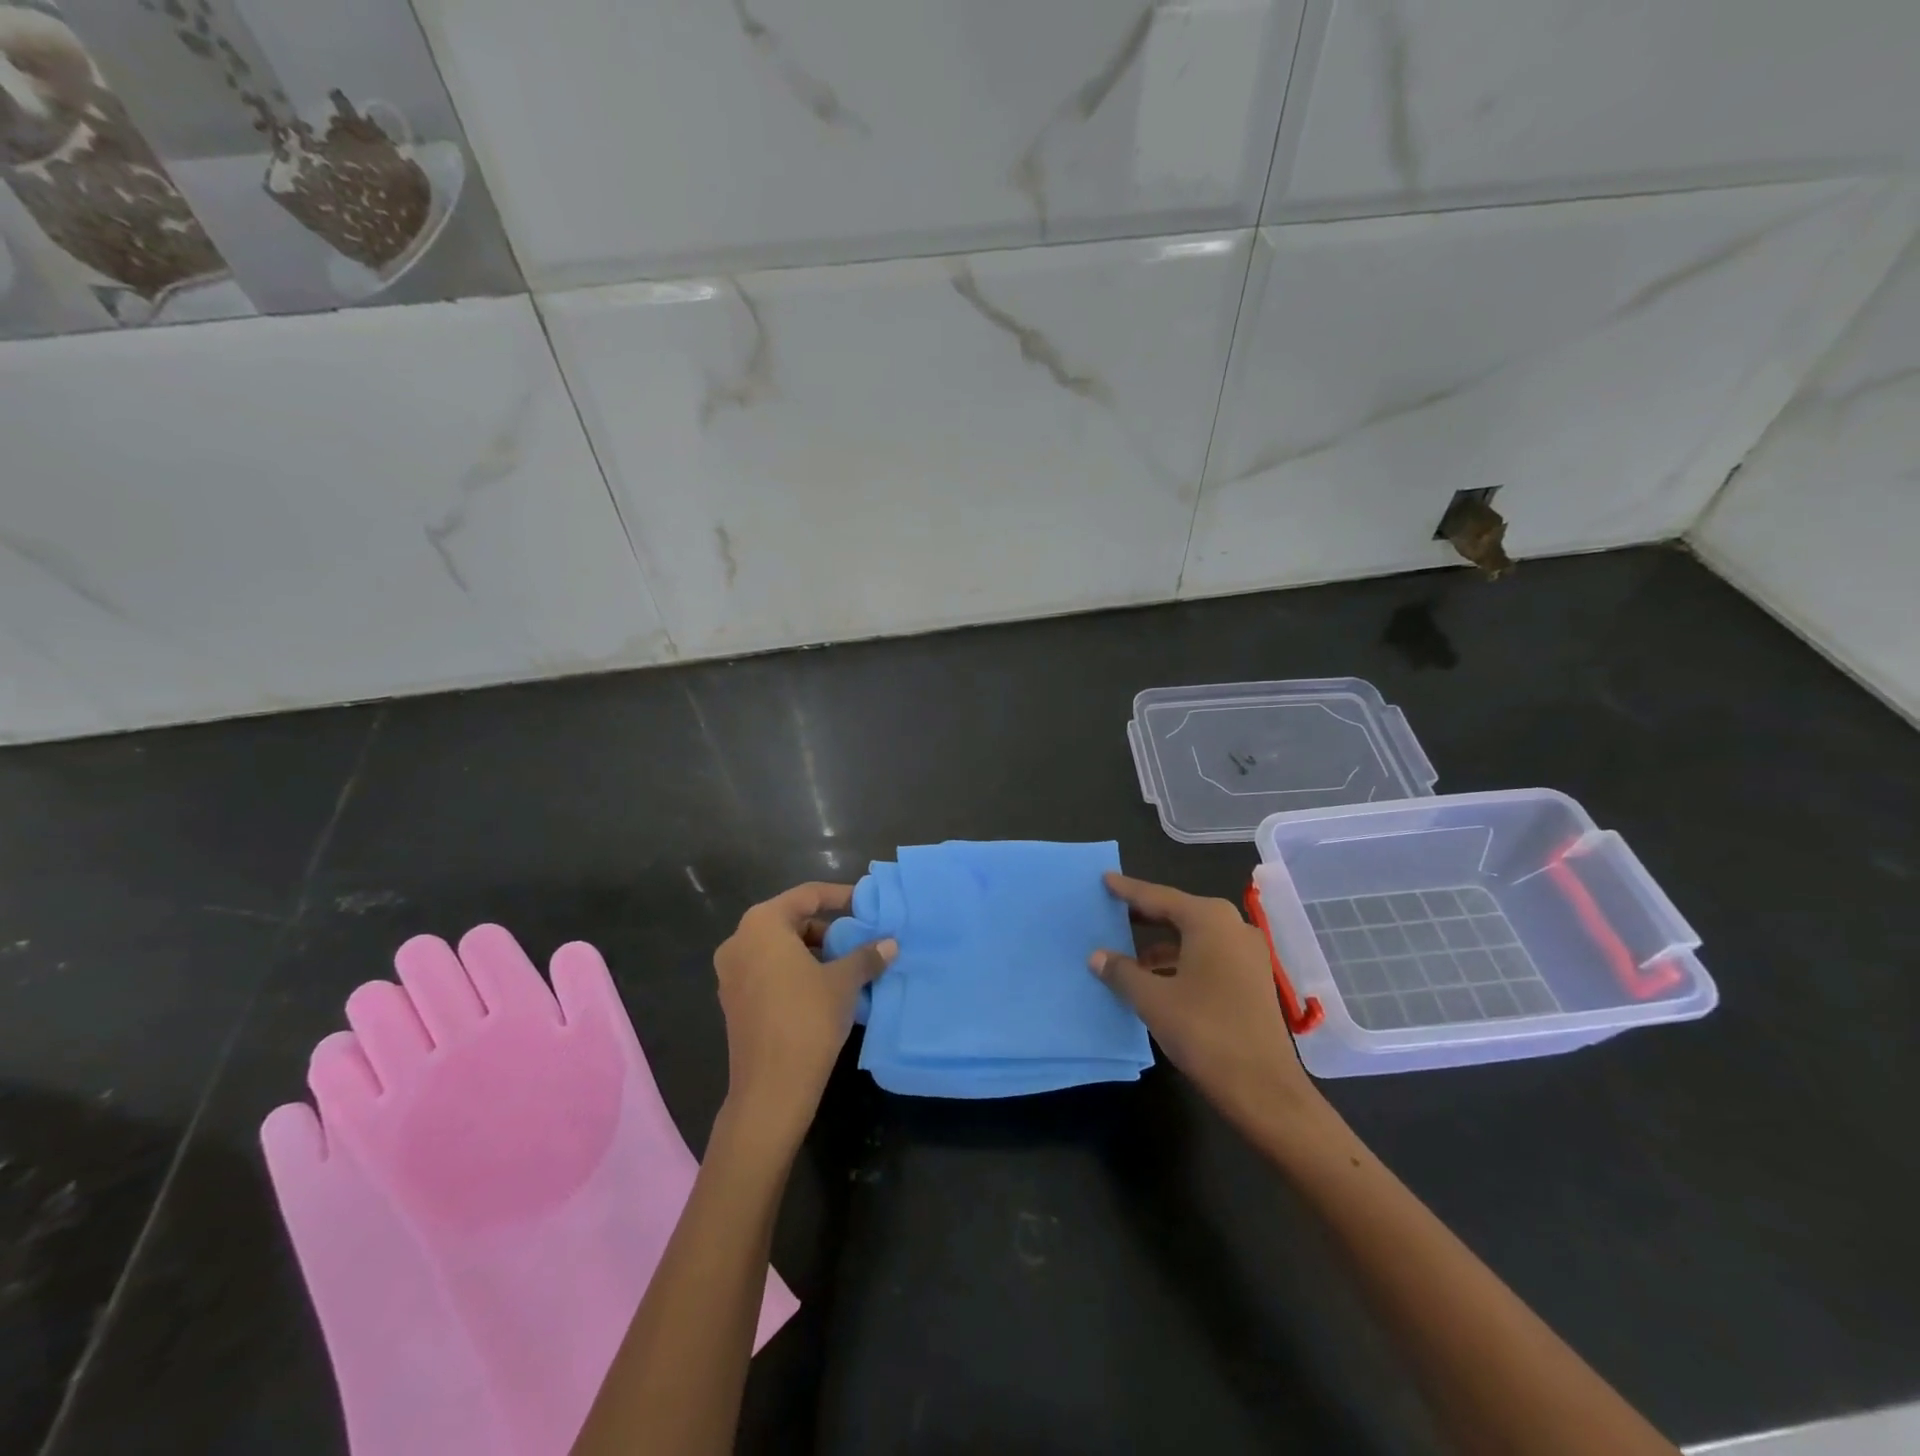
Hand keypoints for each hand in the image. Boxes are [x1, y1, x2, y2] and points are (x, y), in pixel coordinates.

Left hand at [712, 882, 894, 1149]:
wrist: (771, 1089)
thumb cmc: (808, 1019)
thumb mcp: (844, 982)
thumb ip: (866, 955)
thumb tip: (890, 943)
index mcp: (762, 924)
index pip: (808, 896)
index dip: (841, 896)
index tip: (867, 904)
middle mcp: (740, 940)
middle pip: (791, 920)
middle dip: (828, 929)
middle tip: (860, 940)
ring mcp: (731, 973)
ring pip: (780, 948)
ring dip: (814, 952)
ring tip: (847, 967)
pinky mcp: (734, 1001)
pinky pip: (769, 971)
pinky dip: (796, 972)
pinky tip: (825, 990)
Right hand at [1091, 872, 1323, 1135]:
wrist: (1264, 1088)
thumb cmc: (1205, 1032)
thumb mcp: (1153, 999)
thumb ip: (1122, 972)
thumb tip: (1097, 956)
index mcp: (1209, 920)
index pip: (1158, 897)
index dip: (1128, 891)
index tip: (1105, 880)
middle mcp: (1232, 927)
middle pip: (1179, 913)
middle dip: (1145, 915)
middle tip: (1112, 912)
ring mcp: (1247, 954)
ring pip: (1194, 937)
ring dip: (1161, 944)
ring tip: (1127, 954)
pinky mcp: (1252, 979)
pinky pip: (1208, 956)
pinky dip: (1180, 961)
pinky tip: (1156, 979)